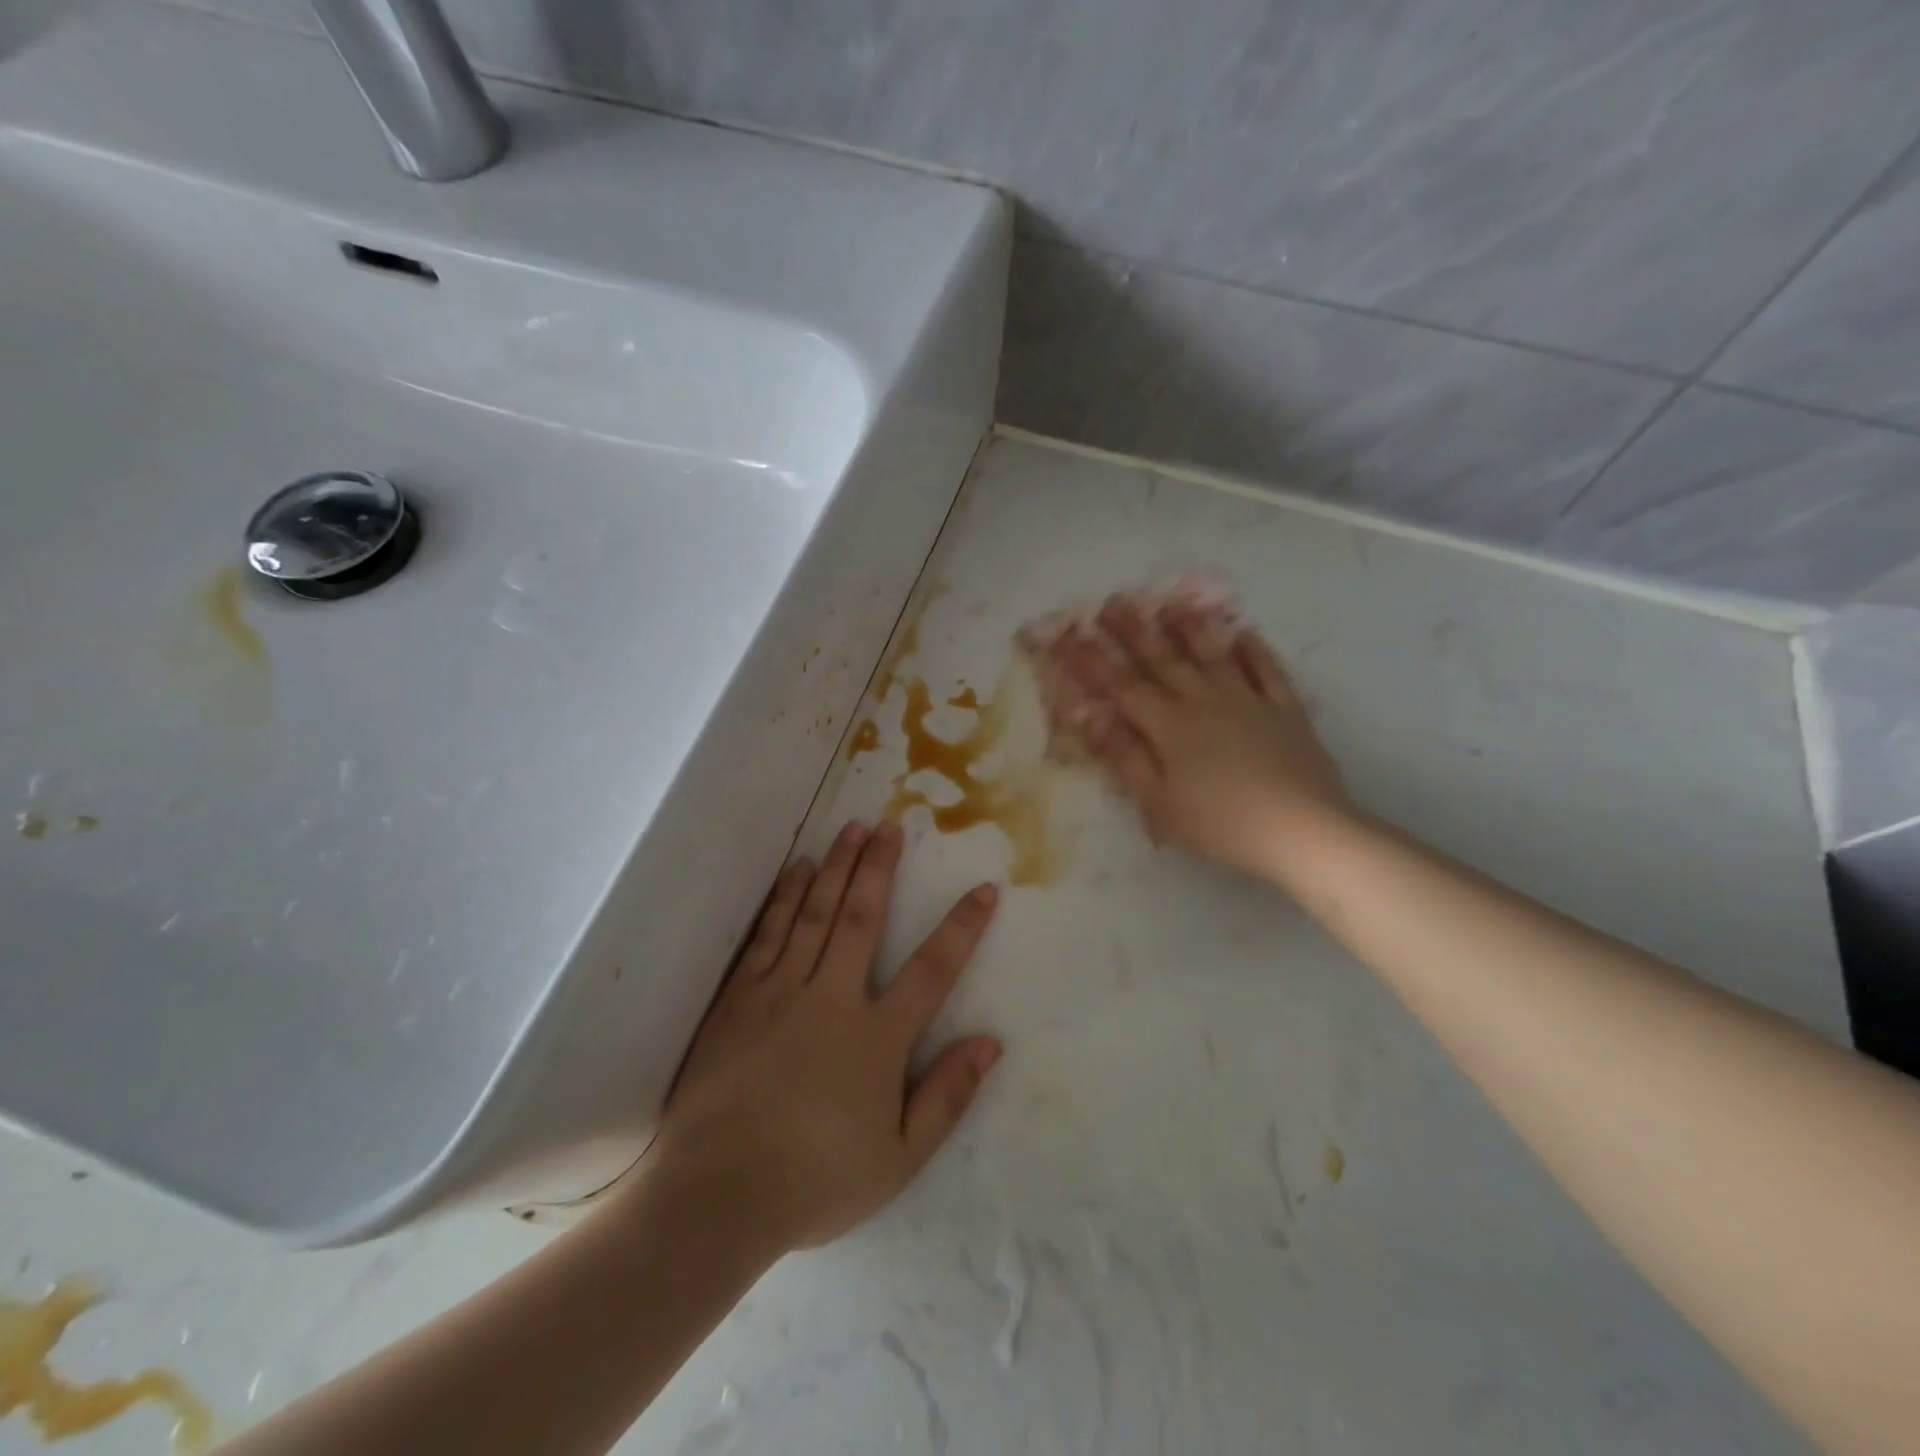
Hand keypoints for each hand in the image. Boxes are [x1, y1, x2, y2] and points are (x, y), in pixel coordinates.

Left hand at [640, 820, 1001, 1254]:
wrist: (717, 1196)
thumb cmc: (815, 1181)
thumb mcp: (899, 1158)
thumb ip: (946, 1097)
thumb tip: (990, 1043)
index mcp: (877, 1038)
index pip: (933, 970)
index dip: (962, 927)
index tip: (984, 889)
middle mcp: (832, 998)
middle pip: (863, 918)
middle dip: (880, 868)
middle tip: (891, 826)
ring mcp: (780, 992)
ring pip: (815, 913)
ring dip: (837, 868)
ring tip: (852, 829)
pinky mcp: (738, 998)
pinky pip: (768, 935)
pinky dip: (785, 898)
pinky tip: (798, 872)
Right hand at [1054, 596, 1355, 883]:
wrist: (1302, 830)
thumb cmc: (1221, 824)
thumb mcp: (1159, 802)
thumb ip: (1125, 757)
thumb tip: (1090, 718)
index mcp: (1170, 726)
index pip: (1122, 686)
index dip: (1093, 661)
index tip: (1069, 637)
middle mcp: (1205, 702)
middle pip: (1164, 659)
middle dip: (1134, 631)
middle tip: (1113, 602)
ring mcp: (1249, 702)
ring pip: (1213, 656)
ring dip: (1190, 628)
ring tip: (1171, 604)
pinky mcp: (1285, 711)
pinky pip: (1267, 672)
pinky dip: (1254, 651)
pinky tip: (1244, 634)